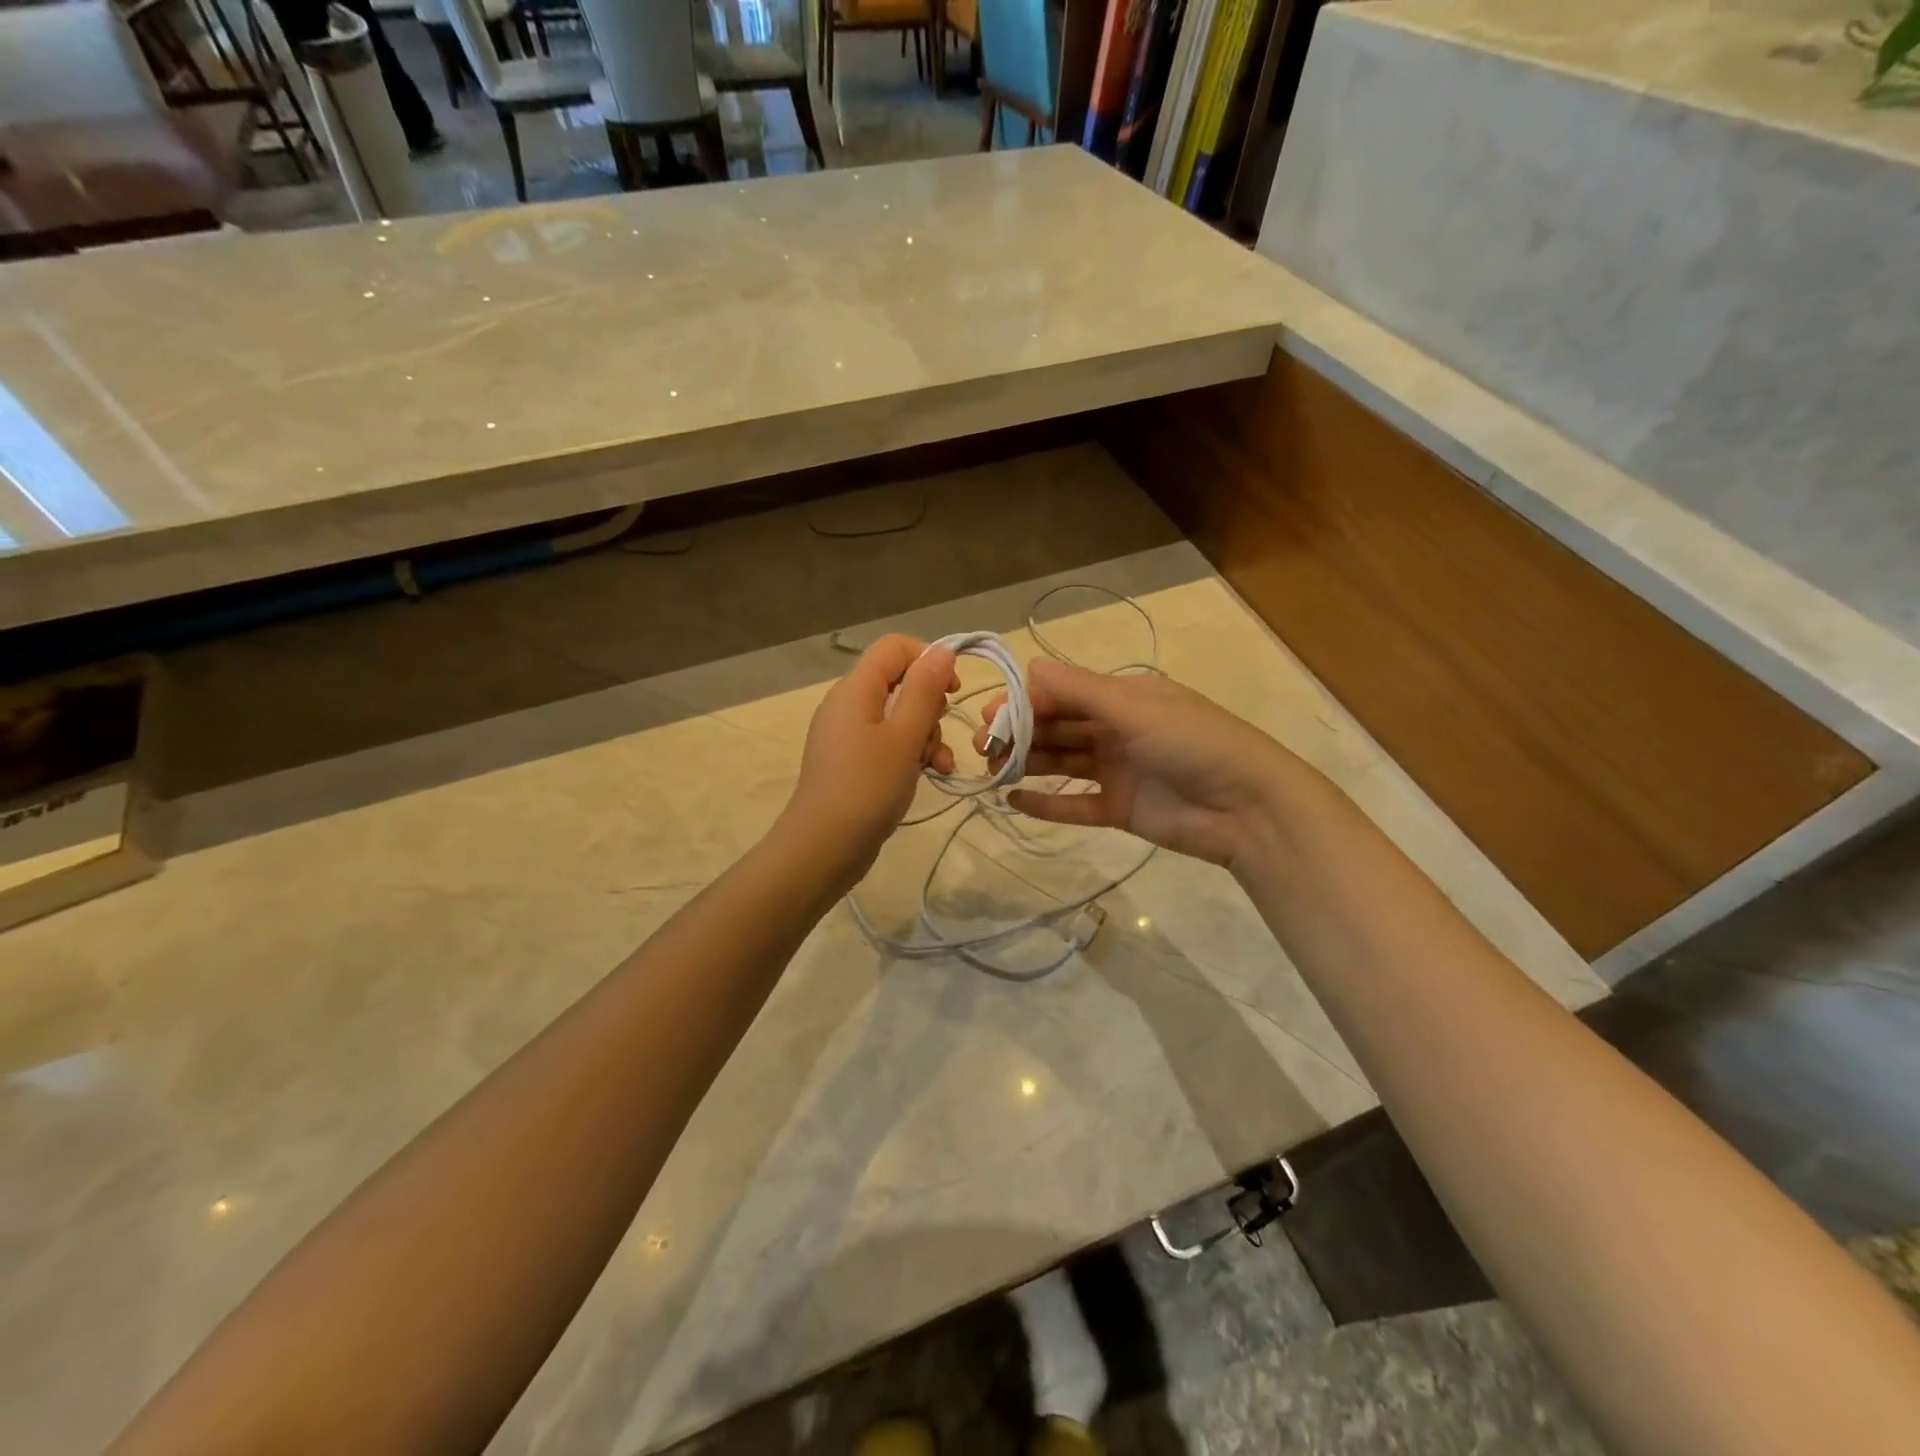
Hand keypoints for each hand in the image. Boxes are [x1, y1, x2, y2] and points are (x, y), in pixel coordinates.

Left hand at [781, 635, 957, 883]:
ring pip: (898, 716)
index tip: (953, 690)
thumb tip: (941, 650)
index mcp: (856, 689)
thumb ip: (924, 690)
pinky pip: (888, 742)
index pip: (895, 647)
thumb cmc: (868, 787)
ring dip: (926, 735)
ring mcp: (848, 734)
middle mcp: (848, 704)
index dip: (929, 659)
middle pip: (900, 682)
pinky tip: (931, 774)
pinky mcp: (852, 760)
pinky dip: (911, 752)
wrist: (824, 846)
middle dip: (930, 706)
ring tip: (940, 765)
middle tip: (939, 735)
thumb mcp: (905, 736)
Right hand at [973, 658, 1296, 868]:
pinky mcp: (1120, 808)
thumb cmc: (1192, 743)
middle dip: (1019, 733)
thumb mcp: (1135, 708)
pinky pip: (1075, 803)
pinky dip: (1046, 802)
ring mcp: (1118, 769)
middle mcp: (1117, 728)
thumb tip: (1028, 667)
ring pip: (1062, 761)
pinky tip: (1014, 801)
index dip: (1025, 703)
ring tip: (991, 771)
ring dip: (1027, 764)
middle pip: (1057, 727)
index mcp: (1124, 697)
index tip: (991, 717)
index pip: (1062, 693)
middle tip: (983, 748)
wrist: (1247, 808)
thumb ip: (1079, 690)